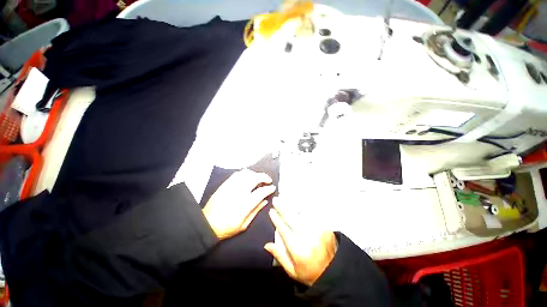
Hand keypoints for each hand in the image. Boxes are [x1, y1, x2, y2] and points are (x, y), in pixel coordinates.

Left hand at [203, 169, 275, 239]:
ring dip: (255, 174)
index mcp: (245, 204)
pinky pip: (237, 174)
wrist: (207, 224)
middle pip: (255, 178)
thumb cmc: (227, 227)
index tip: (272, 187)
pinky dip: (245, 173)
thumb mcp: (244, 224)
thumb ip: (256, 210)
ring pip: (246, 173)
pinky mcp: (225, 184)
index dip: (269, 188)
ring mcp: (231, 186)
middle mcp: (239, 192)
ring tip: (258, 178)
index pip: (261, 191)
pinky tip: (247, 177)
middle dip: (264, 177)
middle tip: (268, 180)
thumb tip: (265, 201)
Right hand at [264, 207, 337, 285]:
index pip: (284, 229)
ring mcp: (318, 230)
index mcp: (298, 249)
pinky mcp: (325, 227)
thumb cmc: (311, 273)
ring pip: (302, 213)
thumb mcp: (293, 271)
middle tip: (276, 200)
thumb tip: (267, 244)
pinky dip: (304, 208)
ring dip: (292, 205)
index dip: (276, 219)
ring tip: (285, 199)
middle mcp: (307, 237)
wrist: (335, 272)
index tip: (271, 211)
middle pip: (291, 218)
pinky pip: (312, 214)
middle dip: (282, 207)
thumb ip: (280, 256)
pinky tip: (299, 204)